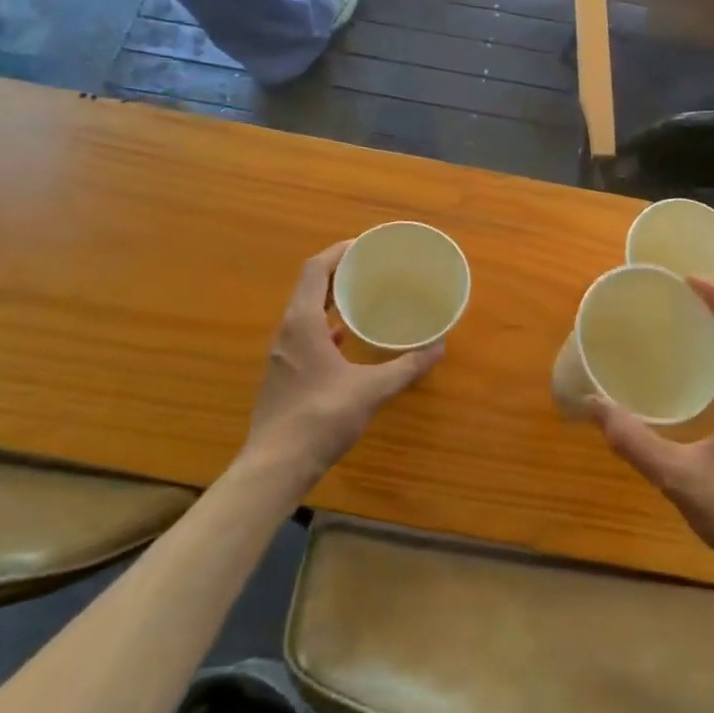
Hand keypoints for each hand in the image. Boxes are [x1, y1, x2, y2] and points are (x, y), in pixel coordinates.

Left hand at [244, 242, 442, 484]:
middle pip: (310, 287)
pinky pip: (305, 336)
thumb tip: (439, 347)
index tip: (365, 245)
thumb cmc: (320, 418)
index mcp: (303, 323)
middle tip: (371, 268)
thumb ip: (406, 367)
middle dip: (339, 273)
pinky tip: (345, 340)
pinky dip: (325, 326)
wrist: (274, 467)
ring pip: (305, 313)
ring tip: (362, 298)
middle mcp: (287, 332)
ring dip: (331, 300)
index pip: (315, 269)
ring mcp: (282, 355)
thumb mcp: (371, 390)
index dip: (339, 252)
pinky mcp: (283, 375)